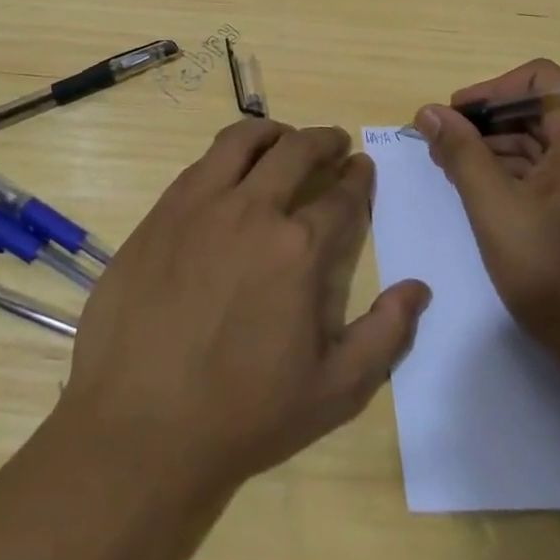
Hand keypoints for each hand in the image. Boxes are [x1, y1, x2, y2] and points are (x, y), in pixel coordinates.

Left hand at [56, 119, 430, 494]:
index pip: (341, 195)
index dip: (358, 178)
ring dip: (273, 133)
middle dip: (324, 140)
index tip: (362, 168)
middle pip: (296, 150)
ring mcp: (200, 204)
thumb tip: (418, 288)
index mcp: (299, 249)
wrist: (141, 426)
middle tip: (334, 143)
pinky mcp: (161, 211)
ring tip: (283, 140)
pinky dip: (227, 155)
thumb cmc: (244, 414)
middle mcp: (252, 210)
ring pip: (243, 140)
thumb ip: (385, 335)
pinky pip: (201, 163)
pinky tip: (230, 173)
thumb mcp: (334, 391)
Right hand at [412, 59, 559, 379]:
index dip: (487, 91)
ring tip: (457, 174)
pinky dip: (526, 175)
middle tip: (442, 150)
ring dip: (502, 150)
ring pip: (551, 142)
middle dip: (488, 125)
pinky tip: (490, 195)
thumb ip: (461, 152)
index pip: (537, 79)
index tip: (450, 120)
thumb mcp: (495, 209)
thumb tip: (429, 111)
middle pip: (543, 109)